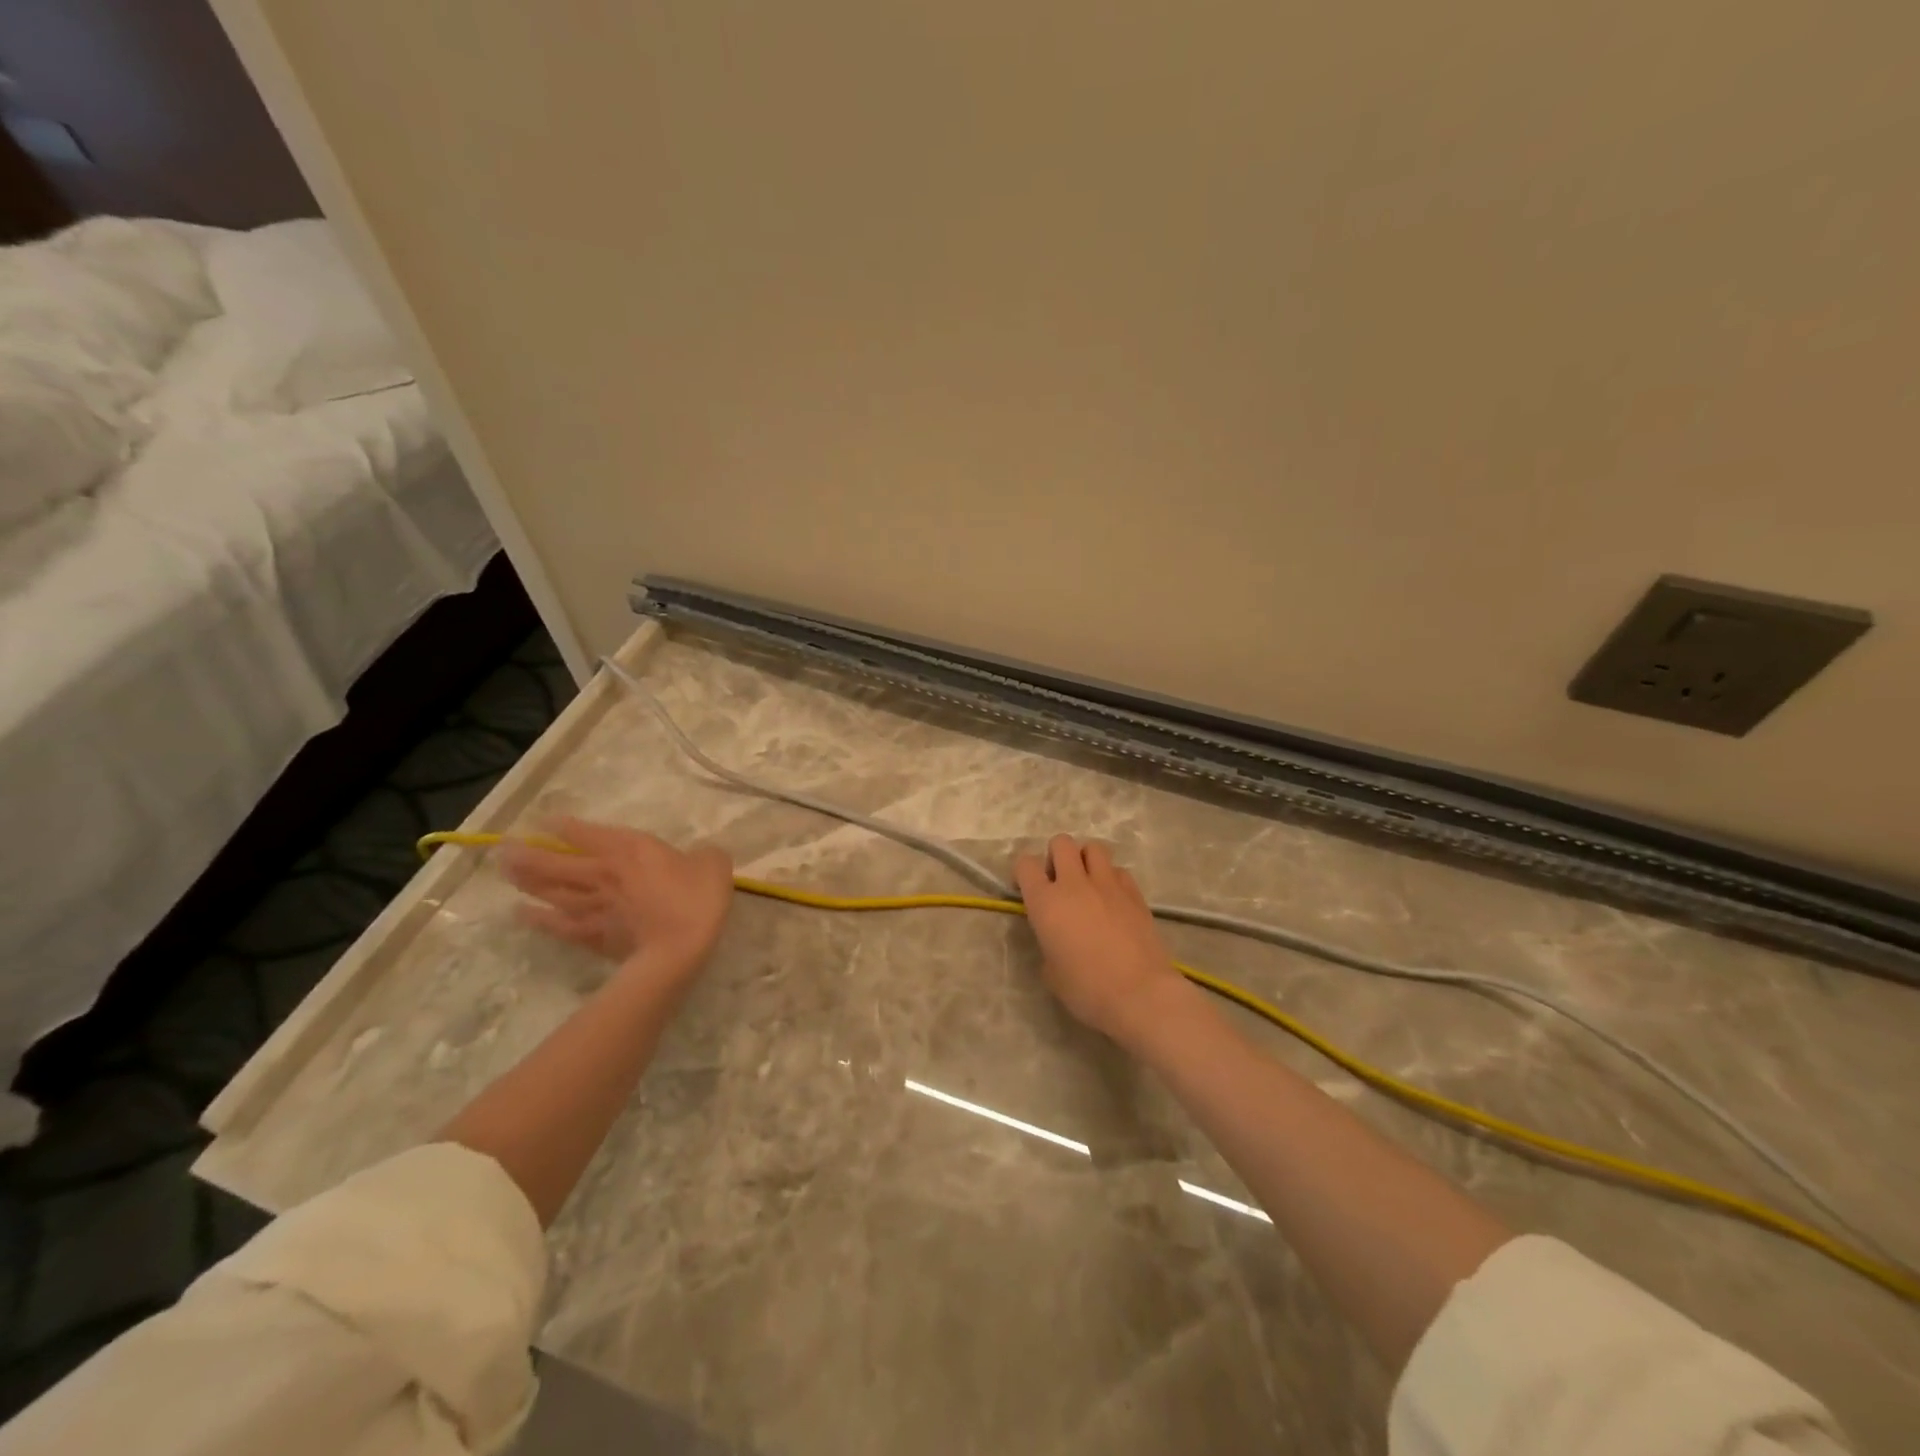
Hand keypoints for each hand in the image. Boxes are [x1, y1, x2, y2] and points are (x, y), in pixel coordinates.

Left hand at [502, 816, 733, 975]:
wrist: (678, 948)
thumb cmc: (696, 899)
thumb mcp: (713, 864)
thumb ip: (704, 854)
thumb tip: (700, 855)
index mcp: (631, 849)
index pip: (588, 833)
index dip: (564, 826)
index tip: (543, 821)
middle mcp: (604, 872)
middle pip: (557, 861)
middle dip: (529, 853)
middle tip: (504, 848)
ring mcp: (594, 905)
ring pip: (551, 889)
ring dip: (527, 880)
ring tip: (507, 872)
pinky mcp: (592, 935)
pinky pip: (558, 924)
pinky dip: (538, 919)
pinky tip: (522, 914)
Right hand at [1014, 834, 1190, 1044]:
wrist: (1140, 994)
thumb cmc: (1087, 989)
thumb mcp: (1051, 972)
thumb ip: (1048, 944)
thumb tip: (1056, 938)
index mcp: (1046, 902)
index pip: (1026, 864)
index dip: (1024, 873)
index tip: (1029, 889)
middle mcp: (1075, 884)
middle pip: (1061, 843)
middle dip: (1057, 856)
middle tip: (1060, 882)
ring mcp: (1108, 884)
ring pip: (1094, 847)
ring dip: (1086, 860)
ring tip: (1088, 884)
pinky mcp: (1135, 893)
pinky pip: (1119, 871)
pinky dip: (1112, 878)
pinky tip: (1113, 900)